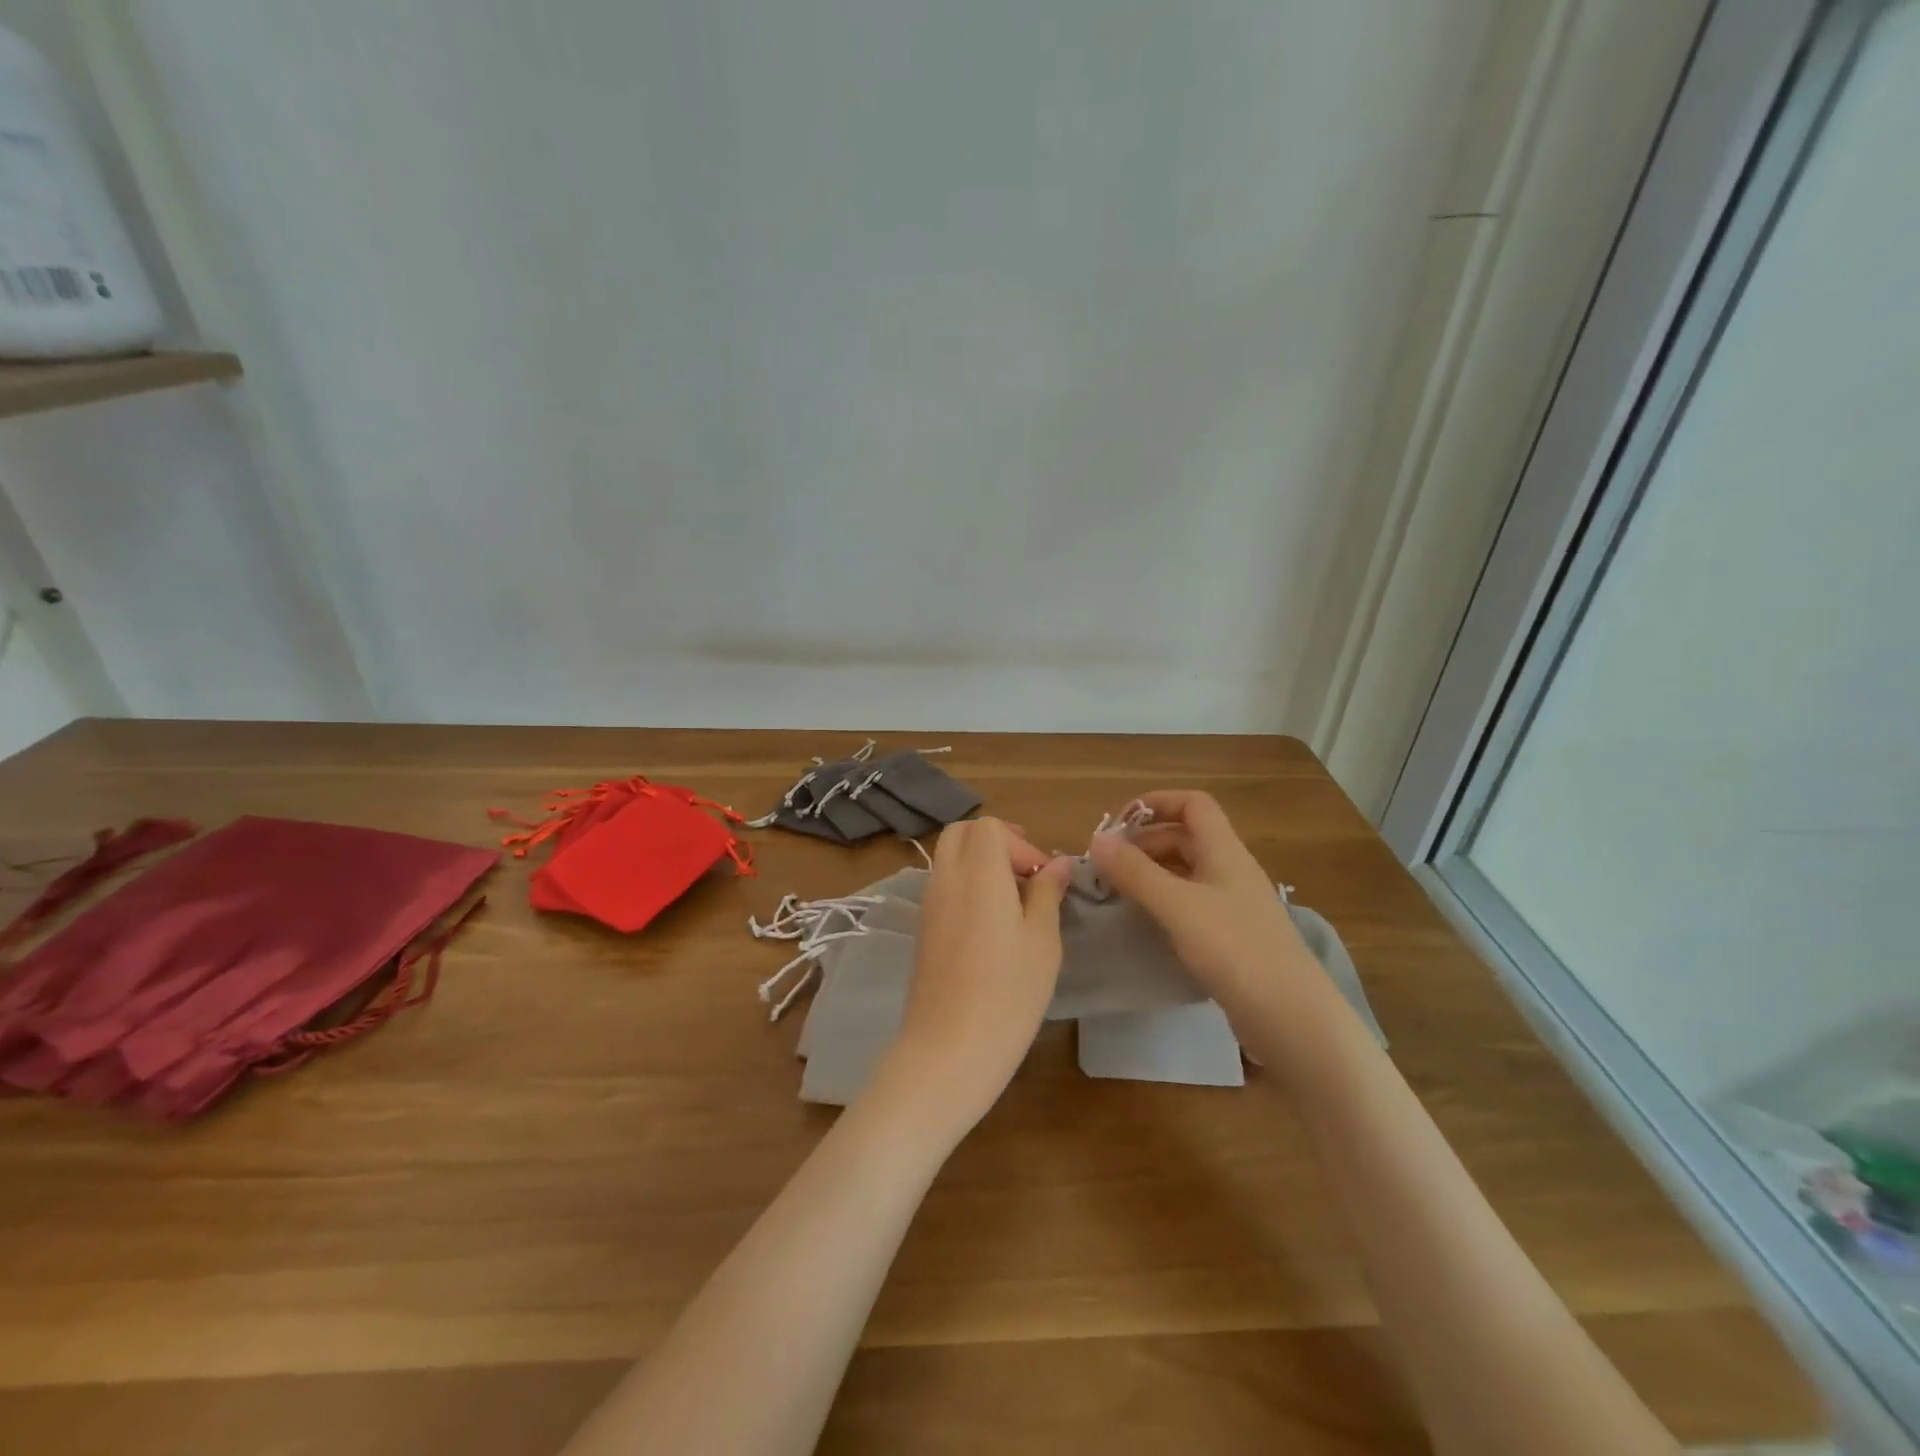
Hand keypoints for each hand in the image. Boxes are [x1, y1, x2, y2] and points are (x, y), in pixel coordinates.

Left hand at [871, 818, 1072, 1135]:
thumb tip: (1058, 864)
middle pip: (963, 833)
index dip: (1021, 843)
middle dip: (996, 842)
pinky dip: (966, 886)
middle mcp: (946, 877)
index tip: (1043, 879)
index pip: (990, 827)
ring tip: (1012, 903)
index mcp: (979, 872)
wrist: (949, 1047)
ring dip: (980, 864)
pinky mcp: (923, 928)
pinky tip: (990, 925)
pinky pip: (943, 885)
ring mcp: (929, 903)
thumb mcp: (1042, 940)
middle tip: (1026, 876)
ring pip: (949, 858)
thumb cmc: (1009, 992)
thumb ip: (1048, 893)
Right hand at [1087, 790, 1324, 1030]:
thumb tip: (1096, 839)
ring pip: (1187, 871)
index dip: (1156, 803)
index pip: (1193, 804)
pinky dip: (1164, 901)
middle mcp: (1231, 869)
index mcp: (1224, 851)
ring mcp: (1234, 904)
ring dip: (1151, 872)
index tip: (1117, 825)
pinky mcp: (1232, 936)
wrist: (1292, 1018)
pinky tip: (1145, 921)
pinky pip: (1191, 902)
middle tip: (1107, 865)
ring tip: (1117, 891)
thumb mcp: (1177, 906)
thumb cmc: (1235, 950)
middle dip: (1144, 842)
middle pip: (1186, 836)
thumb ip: (1135, 872)